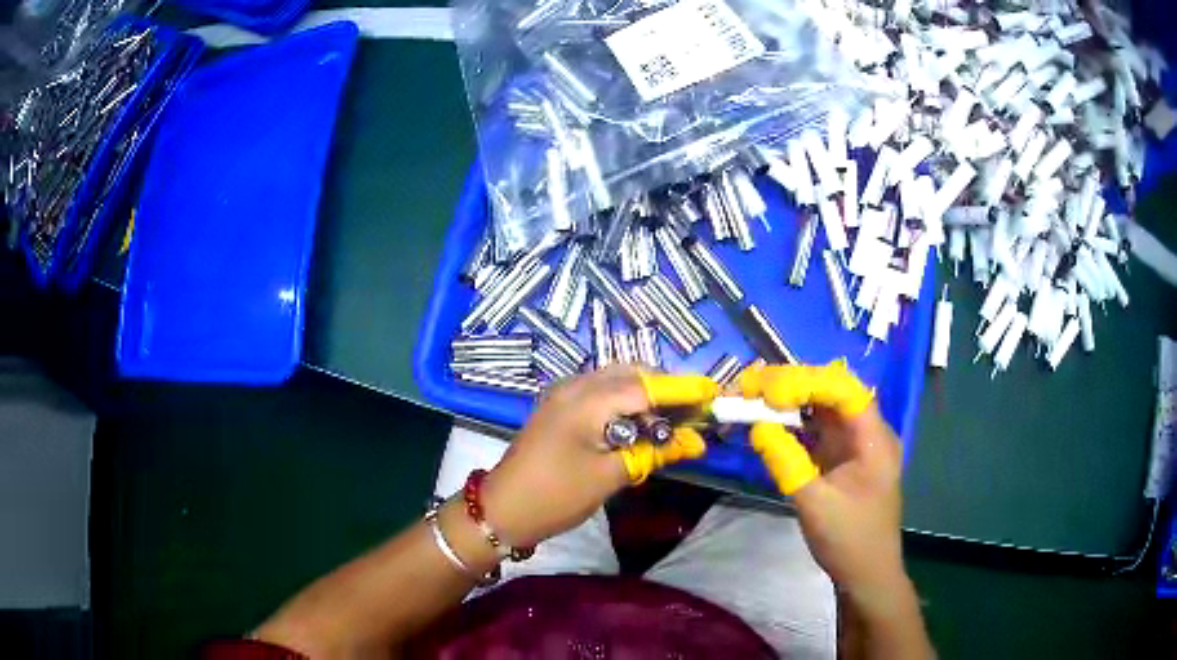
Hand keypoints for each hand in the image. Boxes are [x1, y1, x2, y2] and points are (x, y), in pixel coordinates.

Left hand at [482, 366, 717, 547]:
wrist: (502, 509)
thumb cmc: (556, 495)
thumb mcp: (610, 476)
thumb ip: (653, 452)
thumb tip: (696, 442)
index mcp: (586, 400)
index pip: (646, 386)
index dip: (682, 391)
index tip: (713, 396)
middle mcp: (574, 385)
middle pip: (630, 373)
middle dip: (663, 389)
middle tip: (690, 414)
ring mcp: (562, 393)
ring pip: (614, 380)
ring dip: (644, 394)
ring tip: (668, 421)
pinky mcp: (558, 406)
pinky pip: (599, 391)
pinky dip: (623, 401)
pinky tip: (636, 424)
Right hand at [740, 361, 906, 600]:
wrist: (867, 574)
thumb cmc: (849, 540)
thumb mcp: (815, 504)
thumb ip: (787, 462)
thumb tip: (758, 427)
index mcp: (874, 439)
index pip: (844, 390)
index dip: (807, 382)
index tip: (768, 390)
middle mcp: (869, 433)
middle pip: (834, 393)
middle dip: (794, 385)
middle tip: (752, 386)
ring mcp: (857, 445)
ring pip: (825, 409)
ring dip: (792, 401)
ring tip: (755, 397)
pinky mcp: (844, 458)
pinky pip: (820, 430)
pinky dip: (796, 423)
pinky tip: (772, 421)